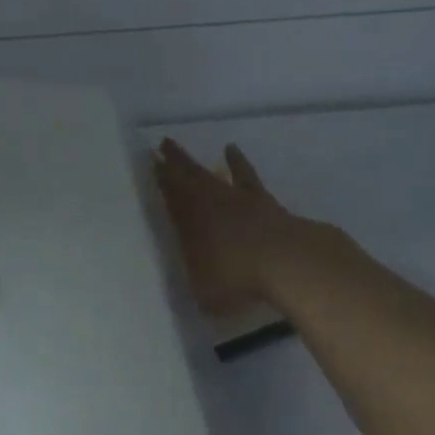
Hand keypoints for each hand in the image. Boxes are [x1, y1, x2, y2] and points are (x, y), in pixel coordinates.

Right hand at [154, 139, 310, 314]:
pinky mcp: (261, 199)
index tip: (151, 162)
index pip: (170, 197)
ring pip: (209, 173)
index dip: (160, 180)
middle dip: (172, 161)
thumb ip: (195, 278)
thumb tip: (193, 274)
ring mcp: (236, 198)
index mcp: (189, 224)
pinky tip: (232, 149)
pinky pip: (244, 174)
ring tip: (182, 147)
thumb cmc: (237, 278)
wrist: (283, 260)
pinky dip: (237, 161)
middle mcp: (209, 204)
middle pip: (186, 177)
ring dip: (194, 161)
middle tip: (162, 143)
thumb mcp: (204, 291)